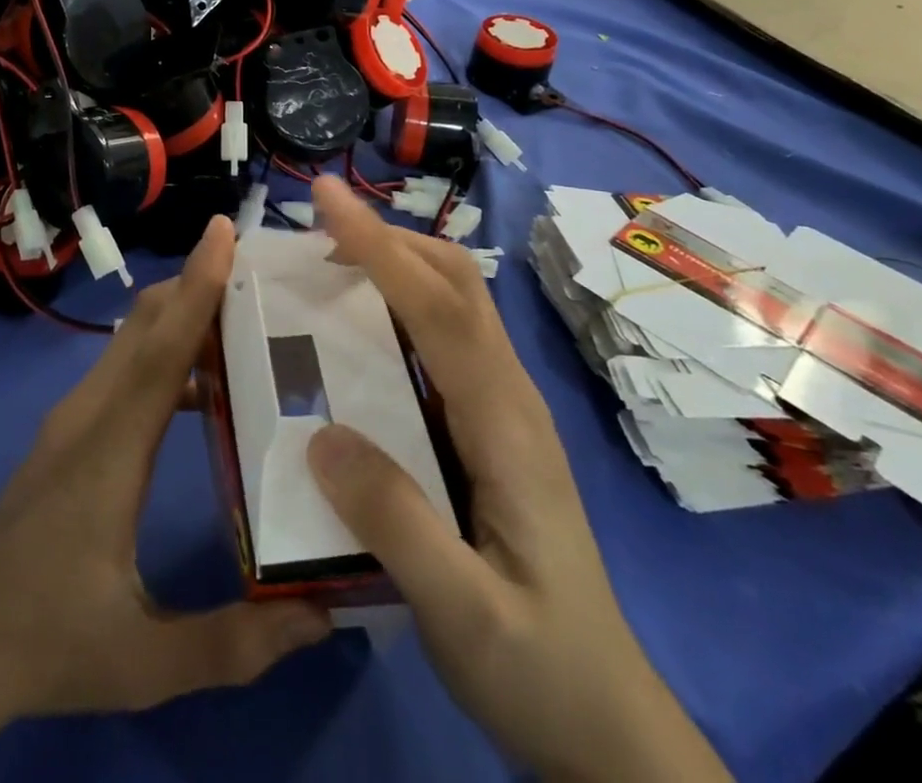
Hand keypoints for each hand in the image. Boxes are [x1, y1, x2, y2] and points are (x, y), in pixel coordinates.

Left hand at [0, 215, 329, 782]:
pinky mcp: (67, 431)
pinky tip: (205, 384)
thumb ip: (236, 642)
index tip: (223, 232)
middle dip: (196, 284)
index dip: (196, 287)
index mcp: (109, 451)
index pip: (161, 351)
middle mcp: (88, 415)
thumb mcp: (145, 662)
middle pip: (144, 325)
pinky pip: (122, 368)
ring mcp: (72, 419)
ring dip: (180, 315)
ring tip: (248, 320)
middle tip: (262, 272)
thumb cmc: (47, 642)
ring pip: (130, 341)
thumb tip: (324, 615)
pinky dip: (164, 350)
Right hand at [304, 177, 730, 782]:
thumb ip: (397, 525)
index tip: (326, 198)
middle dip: (388, 237)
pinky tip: (356, 329)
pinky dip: (397, 304)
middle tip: (316, 227)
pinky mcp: (487, 425)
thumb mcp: (464, 615)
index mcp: (505, 422)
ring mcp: (502, 407)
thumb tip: (319, 435)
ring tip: (326, 262)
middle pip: (455, 282)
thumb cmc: (538, 667)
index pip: (438, 307)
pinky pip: (441, 337)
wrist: (605, 723)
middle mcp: (508, 395)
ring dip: (393, 263)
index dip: (379, 246)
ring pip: (452, 301)